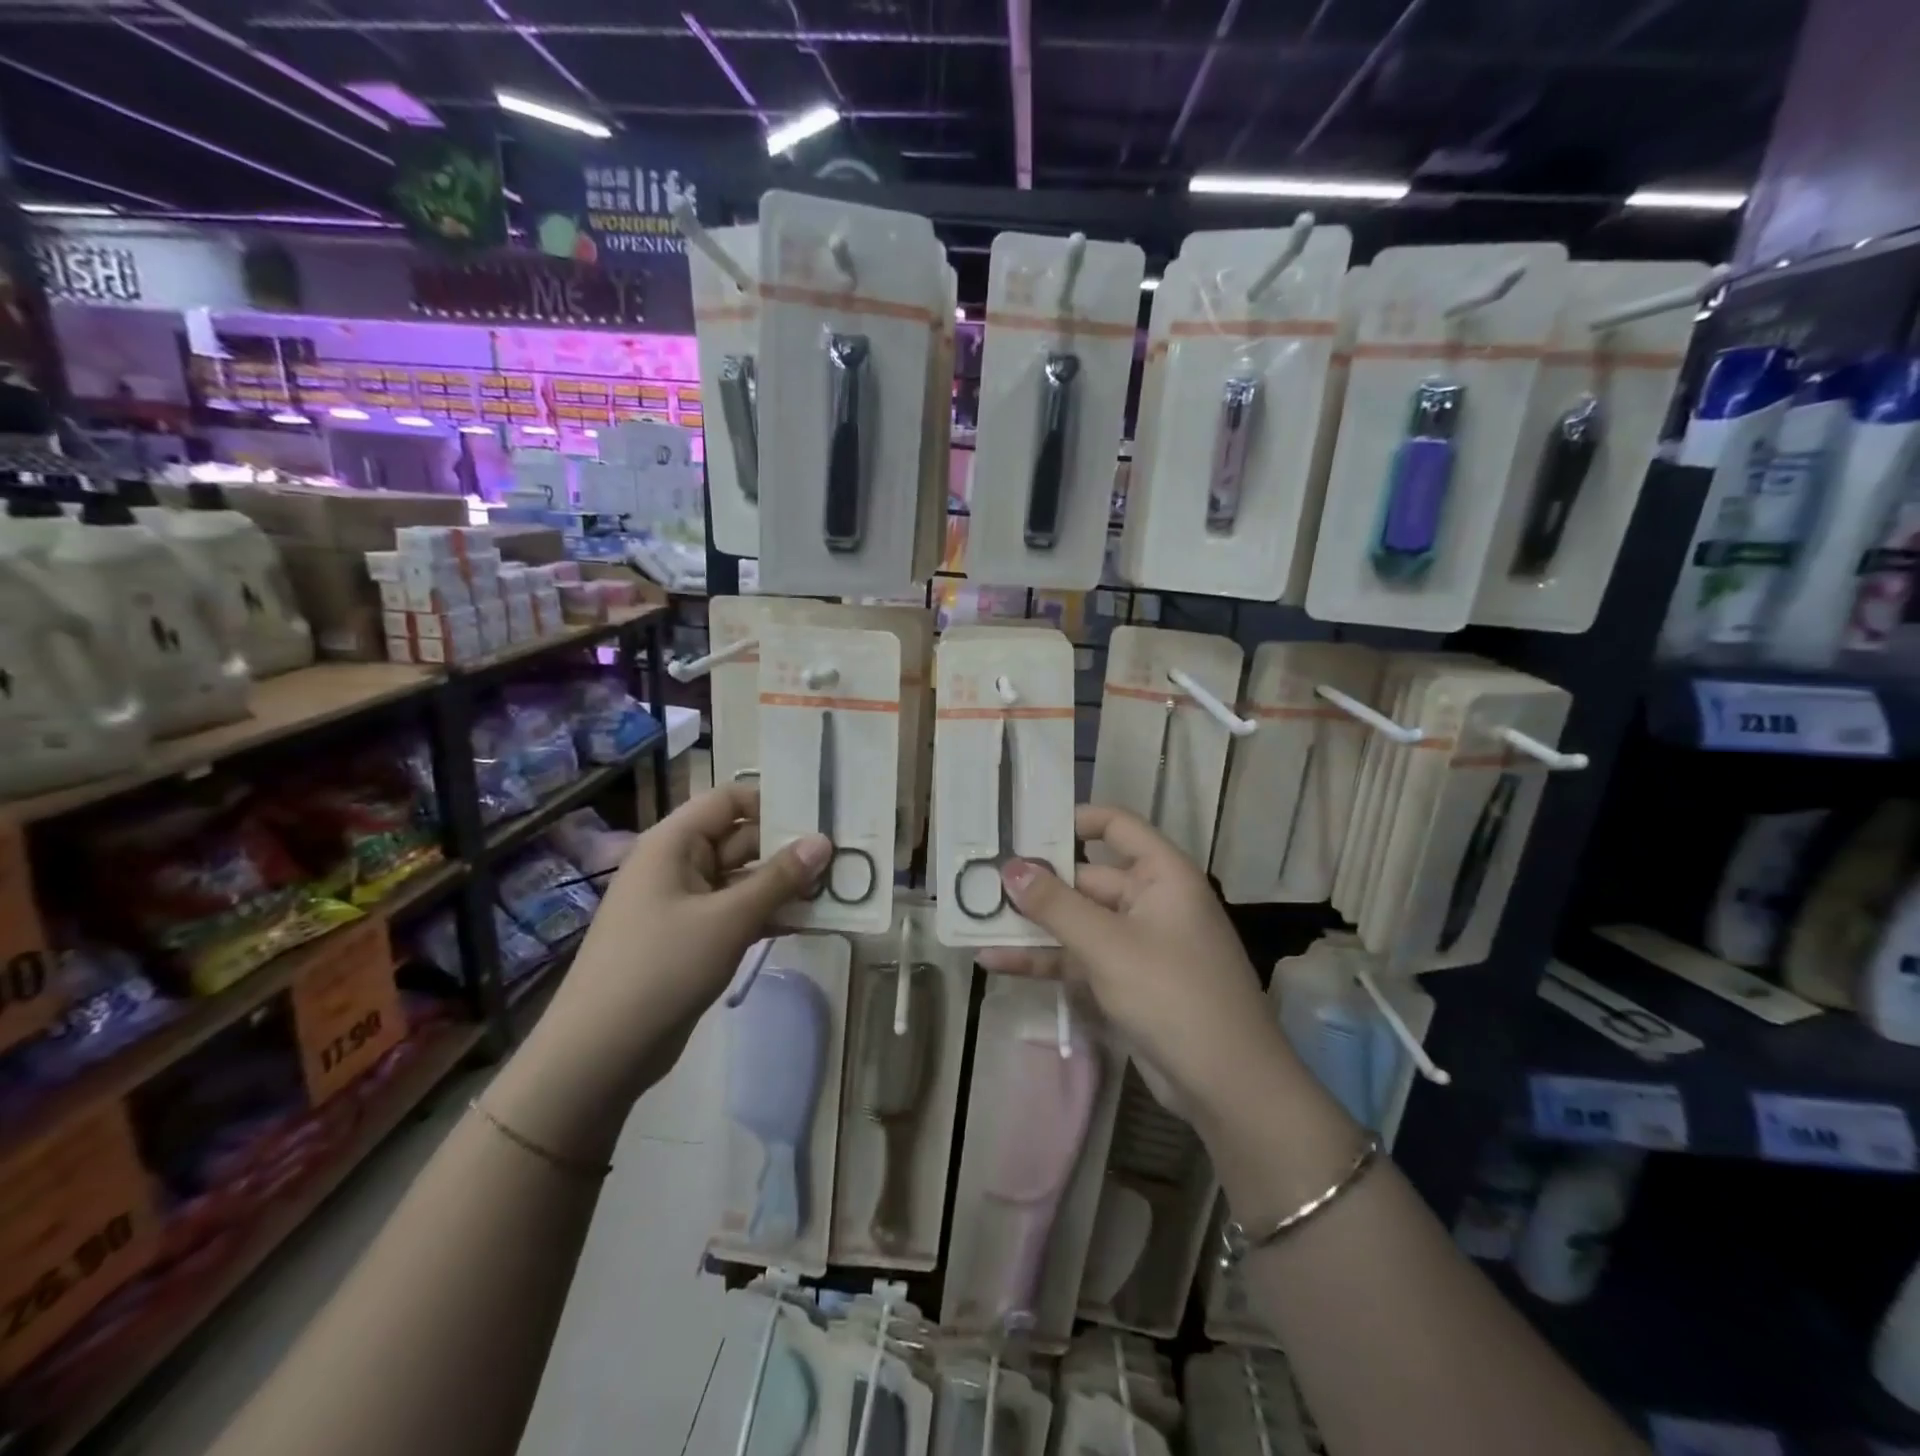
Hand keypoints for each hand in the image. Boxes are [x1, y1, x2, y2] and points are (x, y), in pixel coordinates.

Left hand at [539, 784, 828, 1105]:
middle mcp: (678, 865)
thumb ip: (779, 878)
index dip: (772, 802)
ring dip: (784, 886)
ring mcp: (683, 904)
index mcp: (673, 843)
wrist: (601, 1052)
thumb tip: (824, 842)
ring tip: (837, 889)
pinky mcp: (691, 939)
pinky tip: (809, 923)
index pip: (729, 800)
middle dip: (788, 849)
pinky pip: (736, 913)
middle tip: (843, 857)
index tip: (819, 817)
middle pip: (740, 839)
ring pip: (743, 880)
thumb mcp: (728, 919)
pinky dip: (768, 914)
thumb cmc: (662, 967)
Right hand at [978, 805, 1293, 1119]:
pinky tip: (995, 961)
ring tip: (975, 921)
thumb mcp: (1108, 945)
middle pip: (1085, 878)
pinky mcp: (1124, 980)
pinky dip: (1043, 960)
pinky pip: (1078, 958)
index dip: (1073, 820)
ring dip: (1031, 925)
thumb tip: (1011, 868)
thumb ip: (1056, 905)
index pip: (1116, 826)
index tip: (1024, 826)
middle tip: (978, 881)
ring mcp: (1136, 943)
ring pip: (1076, 922)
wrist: (1226, 1085)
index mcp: (1161, 875)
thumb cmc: (1173, 994)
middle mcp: (1149, 900)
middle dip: (1035, 884)